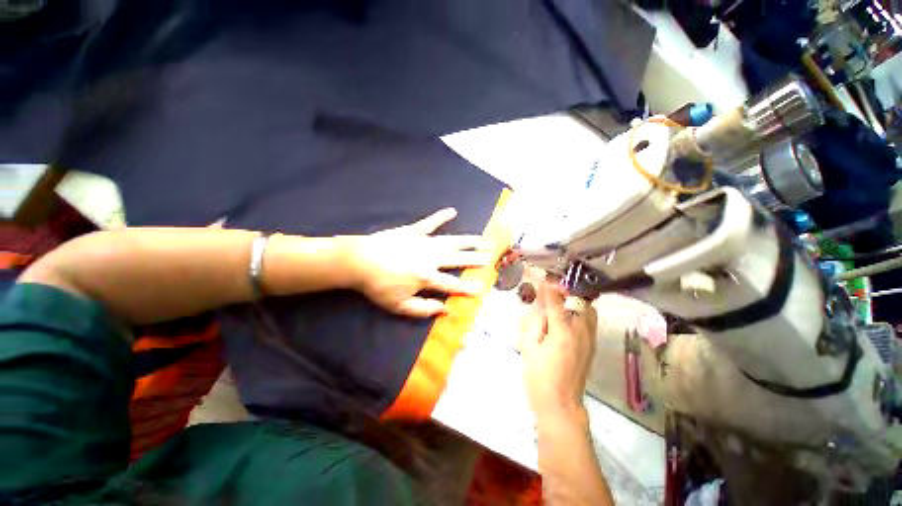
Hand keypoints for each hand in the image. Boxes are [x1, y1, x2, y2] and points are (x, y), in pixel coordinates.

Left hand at [345, 208, 491, 317]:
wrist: (359, 261)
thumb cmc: (378, 286)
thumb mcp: (399, 306)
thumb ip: (424, 309)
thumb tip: (445, 309)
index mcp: (427, 277)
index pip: (453, 284)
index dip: (468, 288)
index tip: (482, 288)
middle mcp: (431, 258)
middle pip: (457, 259)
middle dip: (475, 258)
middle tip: (490, 256)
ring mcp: (423, 242)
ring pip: (451, 241)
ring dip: (468, 241)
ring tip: (482, 239)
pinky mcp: (414, 231)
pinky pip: (430, 222)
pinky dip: (441, 217)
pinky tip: (452, 211)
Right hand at [519, 280, 597, 424]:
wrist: (560, 404)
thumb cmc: (539, 375)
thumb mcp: (529, 347)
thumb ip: (533, 322)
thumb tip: (538, 305)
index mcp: (563, 332)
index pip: (555, 302)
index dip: (548, 288)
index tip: (543, 278)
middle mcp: (581, 331)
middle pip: (578, 302)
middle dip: (565, 292)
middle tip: (551, 290)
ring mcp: (590, 339)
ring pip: (588, 310)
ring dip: (575, 300)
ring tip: (560, 299)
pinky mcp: (592, 345)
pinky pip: (591, 320)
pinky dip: (581, 311)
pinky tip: (568, 314)